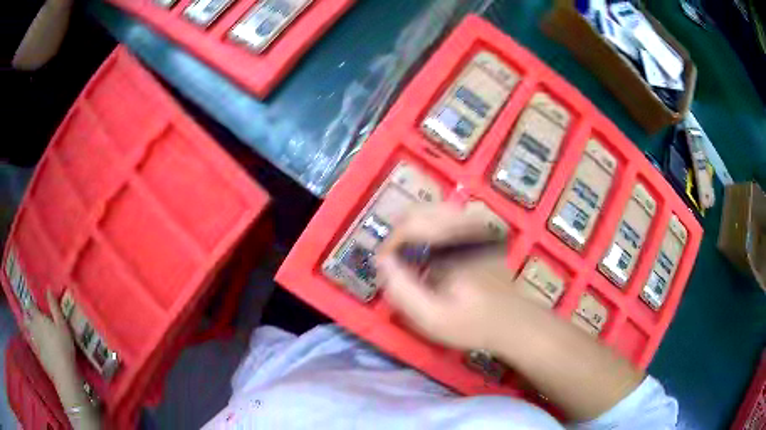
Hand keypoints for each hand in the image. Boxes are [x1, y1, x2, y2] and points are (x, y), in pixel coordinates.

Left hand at [24, 290, 76, 385]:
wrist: (63, 375)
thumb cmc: (64, 347)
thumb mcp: (62, 325)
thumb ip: (54, 307)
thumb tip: (48, 287)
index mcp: (38, 318)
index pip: (30, 306)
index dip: (31, 304)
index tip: (33, 305)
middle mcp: (33, 327)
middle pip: (26, 318)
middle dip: (26, 316)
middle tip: (28, 316)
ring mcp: (35, 343)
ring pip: (28, 332)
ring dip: (28, 329)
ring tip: (31, 331)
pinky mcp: (38, 356)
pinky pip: (33, 346)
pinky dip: (33, 343)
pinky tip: (37, 347)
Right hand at [376, 204, 522, 351]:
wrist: (513, 321)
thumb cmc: (472, 324)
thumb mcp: (431, 318)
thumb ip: (402, 290)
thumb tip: (382, 260)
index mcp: (454, 245)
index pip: (408, 225)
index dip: (389, 245)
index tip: (384, 268)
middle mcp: (464, 226)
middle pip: (417, 212)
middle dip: (398, 236)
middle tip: (395, 264)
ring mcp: (474, 225)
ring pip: (429, 211)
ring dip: (411, 232)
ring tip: (410, 261)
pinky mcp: (478, 231)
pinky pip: (444, 218)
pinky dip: (428, 231)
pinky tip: (430, 256)